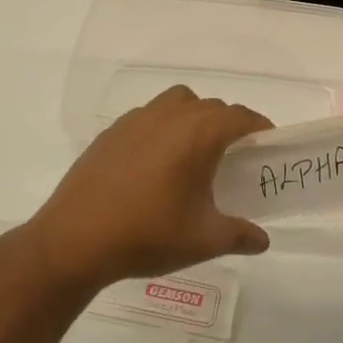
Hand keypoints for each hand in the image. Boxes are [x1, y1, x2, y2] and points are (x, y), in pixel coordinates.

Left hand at [27, 86, 273, 290]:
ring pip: (178, 102)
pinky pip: (149, 115)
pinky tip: (155, 161)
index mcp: (198, 134)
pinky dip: (163, 126)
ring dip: (194, 116)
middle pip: (211, 106)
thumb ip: (239, 235)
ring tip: (194, 151)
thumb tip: (263, 240)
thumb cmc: (148, 235)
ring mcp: (137, 120)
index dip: (259, 127)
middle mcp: (170, 116)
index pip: (240, 116)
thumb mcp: (202, 240)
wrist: (75, 239)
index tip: (267, 144)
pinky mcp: (112, 132)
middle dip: (228, 123)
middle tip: (235, 156)